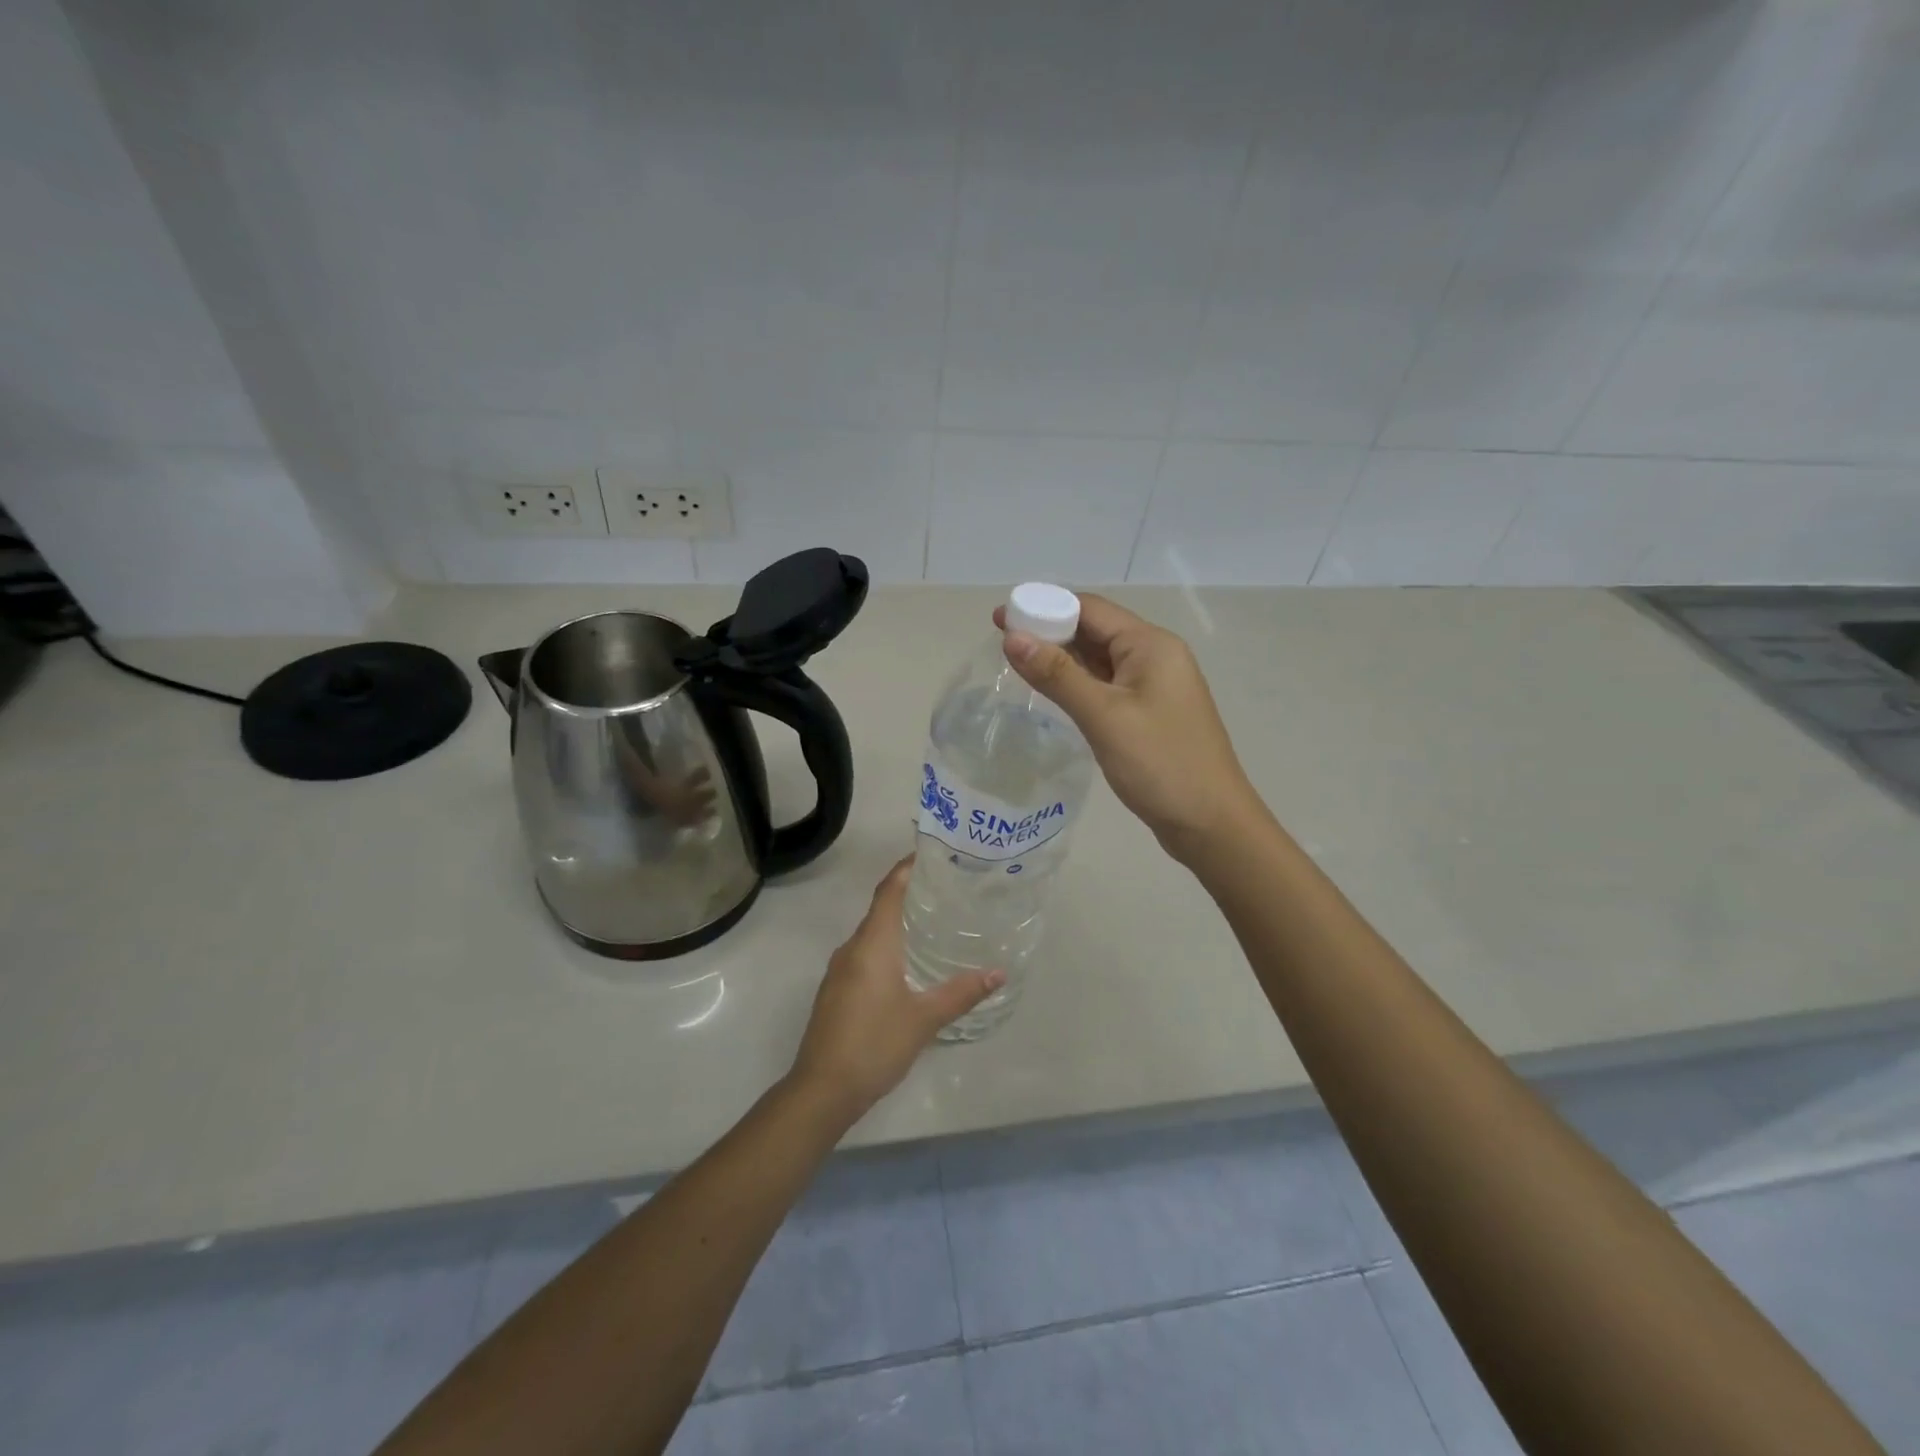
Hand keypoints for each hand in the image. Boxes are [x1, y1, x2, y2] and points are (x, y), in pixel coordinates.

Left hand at [789, 857, 1002, 1118]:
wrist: (821, 1090)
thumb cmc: (874, 1044)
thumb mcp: (924, 1019)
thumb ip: (961, 993)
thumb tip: (998, 973)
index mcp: (872, 944)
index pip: (889, 891)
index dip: (906, 868)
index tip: (931, 854)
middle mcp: (852, 948)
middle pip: (881, 908)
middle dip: (909, 894)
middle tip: (946, 889)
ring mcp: (839, 970)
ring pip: (872, 934)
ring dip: (898, 923)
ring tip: (933, 922)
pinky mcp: (836, 991)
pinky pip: (864, 955)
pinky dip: (887, 947)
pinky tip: (908, 964)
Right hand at [998, 593, 1255, 864]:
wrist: (1210, 824)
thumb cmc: (1160, 764)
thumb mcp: (1104, 716)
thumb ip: (1057, 675)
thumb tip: (1012, 638)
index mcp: (1150, 645)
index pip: (1090, 609)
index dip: (1044, 607)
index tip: (1002, 618)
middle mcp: (1155, 657)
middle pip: (1095, 630)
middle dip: (1049, 630)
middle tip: (1002, 641)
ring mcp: (1154, 687)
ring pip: (1099, 659)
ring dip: (1061, 657)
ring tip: (1017, 662)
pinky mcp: (1148, 713)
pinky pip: (1106, 685)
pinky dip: (1077, 682)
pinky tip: (1051, 690)